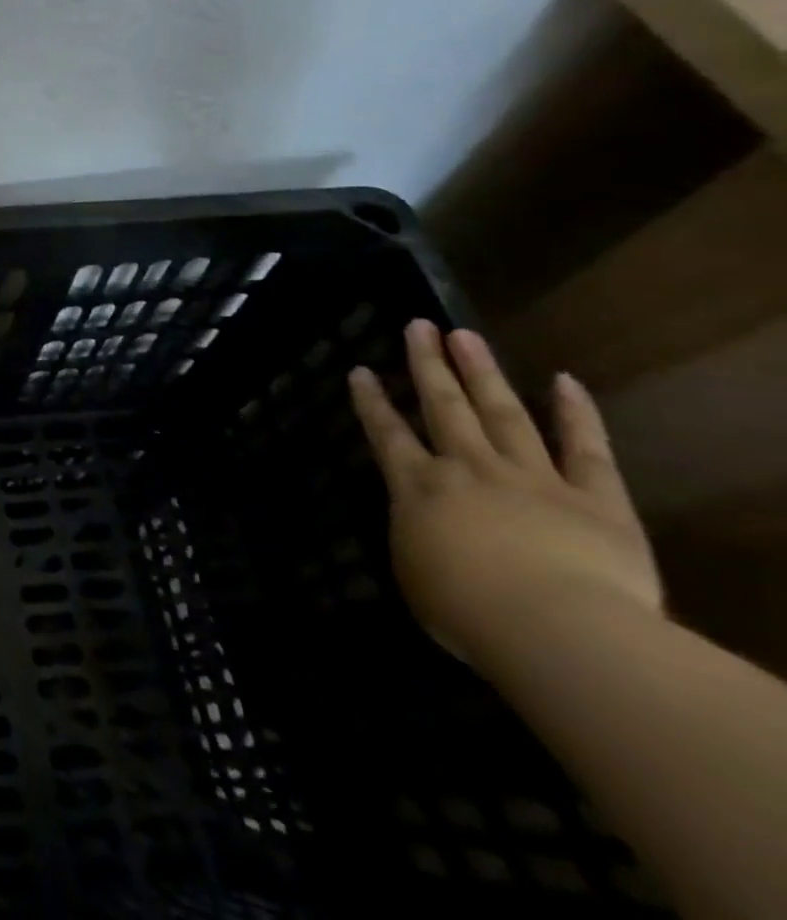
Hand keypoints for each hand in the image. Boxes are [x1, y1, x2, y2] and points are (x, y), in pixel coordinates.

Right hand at [349, 320, 660, 668]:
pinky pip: (586, 448)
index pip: (387, 434)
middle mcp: (467, 468)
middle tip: (419, 325)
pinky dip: (577, 413)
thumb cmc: (467, 613)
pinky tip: (565, 380)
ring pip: (502, 412)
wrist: (555, 628)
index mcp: (418, 487)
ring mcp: (531, 476)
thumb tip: (424, 526)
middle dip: (427, 364)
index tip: (360, 370)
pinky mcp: (594, 497)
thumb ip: (417, 539)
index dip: (371, 401)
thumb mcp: (416, 577)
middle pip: (443, 406)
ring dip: (482, 372)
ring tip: (465, 335)